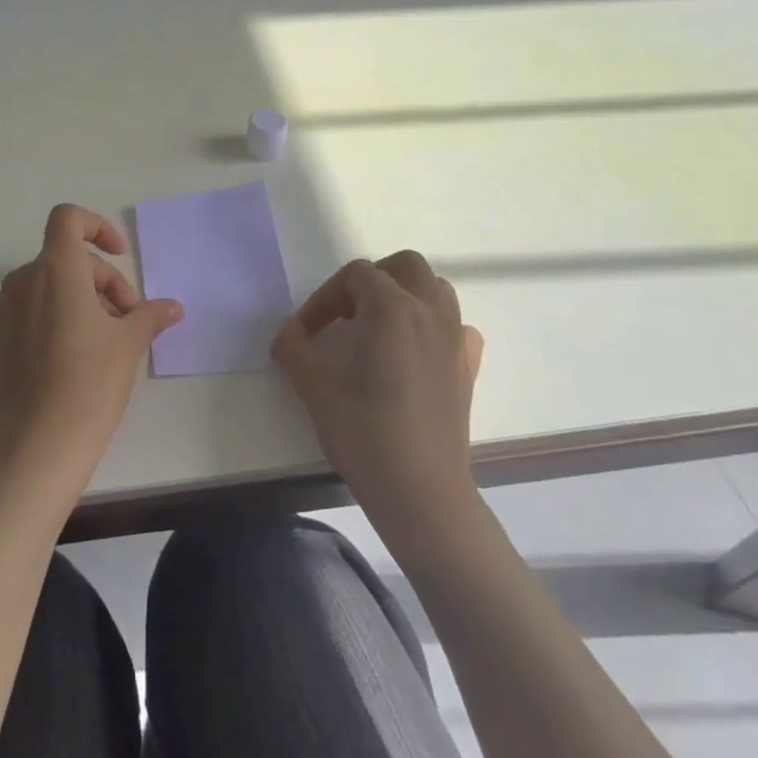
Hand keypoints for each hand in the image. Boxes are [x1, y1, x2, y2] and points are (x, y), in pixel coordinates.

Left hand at [0, 204, 185, 485]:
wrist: (39, 443)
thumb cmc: (90, 383)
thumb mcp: (129, 343)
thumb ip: (149, 315)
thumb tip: (173, 307)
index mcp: (55, 269)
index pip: (68, 218)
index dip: (96, 226)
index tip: (120, 256)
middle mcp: (23, 280)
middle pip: (68, 258)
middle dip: (103, 281)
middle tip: (128, 319)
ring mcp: (5, 308)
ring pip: (50, 284)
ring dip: (81, 298)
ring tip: (106, 338)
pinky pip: (30, 307)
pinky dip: (55, 314)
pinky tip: (74, 352)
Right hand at [271, 252, 483, 524]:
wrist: (419, 490)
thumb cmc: (362, 428)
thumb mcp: (311, 383)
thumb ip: (292, 346)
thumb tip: (290, 332)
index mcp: (392, 307)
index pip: (355, 275)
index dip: (324, 297)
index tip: (307, 332)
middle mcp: (430, 312)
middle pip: (405, 266)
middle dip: (371, 281)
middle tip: (345, 314)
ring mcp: (455, 340)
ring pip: (435, 290)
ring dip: (404, 296)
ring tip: (376, 329)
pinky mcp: (468, 369)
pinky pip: (455, 328)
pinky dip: (434, 327)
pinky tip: (414, 354)